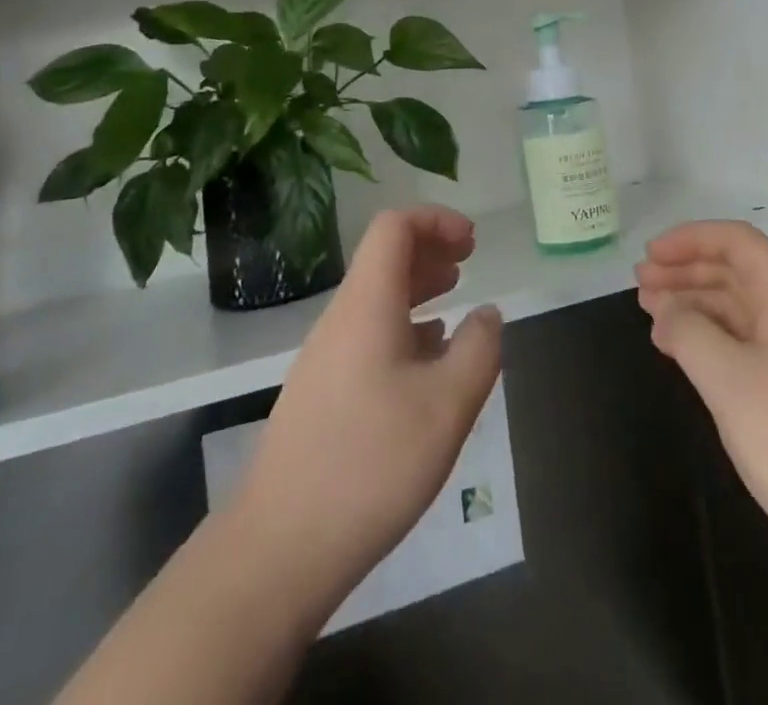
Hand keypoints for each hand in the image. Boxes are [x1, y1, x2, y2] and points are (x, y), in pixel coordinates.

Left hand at [231, 206, 502, 615]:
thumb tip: (488, 313)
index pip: (394, 227)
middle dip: (430, 249)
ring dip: (418, 287)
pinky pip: (367, 334)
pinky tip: (427, 360)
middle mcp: (341, 318)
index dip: (436, 220)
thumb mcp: (448, 406)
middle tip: (470, 261)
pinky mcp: (321, 392)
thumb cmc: (371, 464)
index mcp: (367, 304)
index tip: (473, 241)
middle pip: (384, 258)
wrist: (279, 547)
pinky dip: (403, 326)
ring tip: (456, 300)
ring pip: (376, 297)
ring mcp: (325, 356)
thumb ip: (479, 350)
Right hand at [636, 221, 767, 599]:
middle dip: (685, 269)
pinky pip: (737, 347)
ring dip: (690, 304)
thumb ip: (689, 332)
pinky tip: (676, 351)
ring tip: (648, 312)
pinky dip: (703, 340)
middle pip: (734, 273)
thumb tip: (665, 310)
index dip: (692, 238)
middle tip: (639, 283)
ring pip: (733, 311)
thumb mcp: (730, 378)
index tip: (651, 255)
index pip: (738, 242)